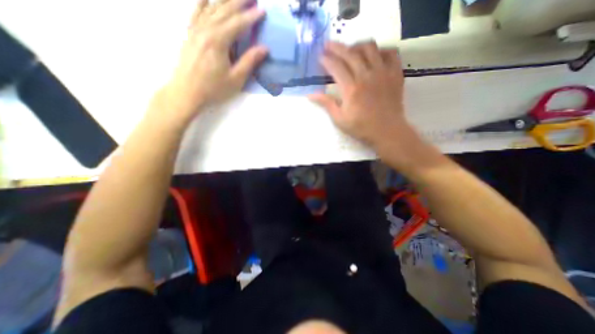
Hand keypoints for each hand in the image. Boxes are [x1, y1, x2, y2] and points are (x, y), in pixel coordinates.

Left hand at [158, 0, 269, 126]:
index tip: (263, 10)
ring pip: (211, 8)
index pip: (238, 23)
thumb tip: (264, 48)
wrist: (186, 92)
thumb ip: (249, 61)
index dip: (252, 17)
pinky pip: (196, 12)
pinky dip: (203, 3)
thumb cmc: (213, 88)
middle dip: (239, 1)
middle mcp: (206, 29)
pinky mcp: (189, 34)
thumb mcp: (236, 79)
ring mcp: (195, 29)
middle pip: (224, 10)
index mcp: (219, 41)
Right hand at [309, 41, 412, 146]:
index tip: (320, 56)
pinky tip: (373, 55)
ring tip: (350, 50)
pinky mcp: (395, 74)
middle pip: (350, 53)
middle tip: (328, 45)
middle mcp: (366, 76)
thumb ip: (327, 104)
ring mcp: (383, 72)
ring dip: (357, 46)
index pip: (336, 67)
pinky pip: (390, 53)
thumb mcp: (340, 119)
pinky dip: (380, 50)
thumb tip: (311, 94)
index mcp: (351, 88)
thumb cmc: (361, 127)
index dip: (326, 60)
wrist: (387, 131)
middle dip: (337, 47)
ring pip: (370, 48)